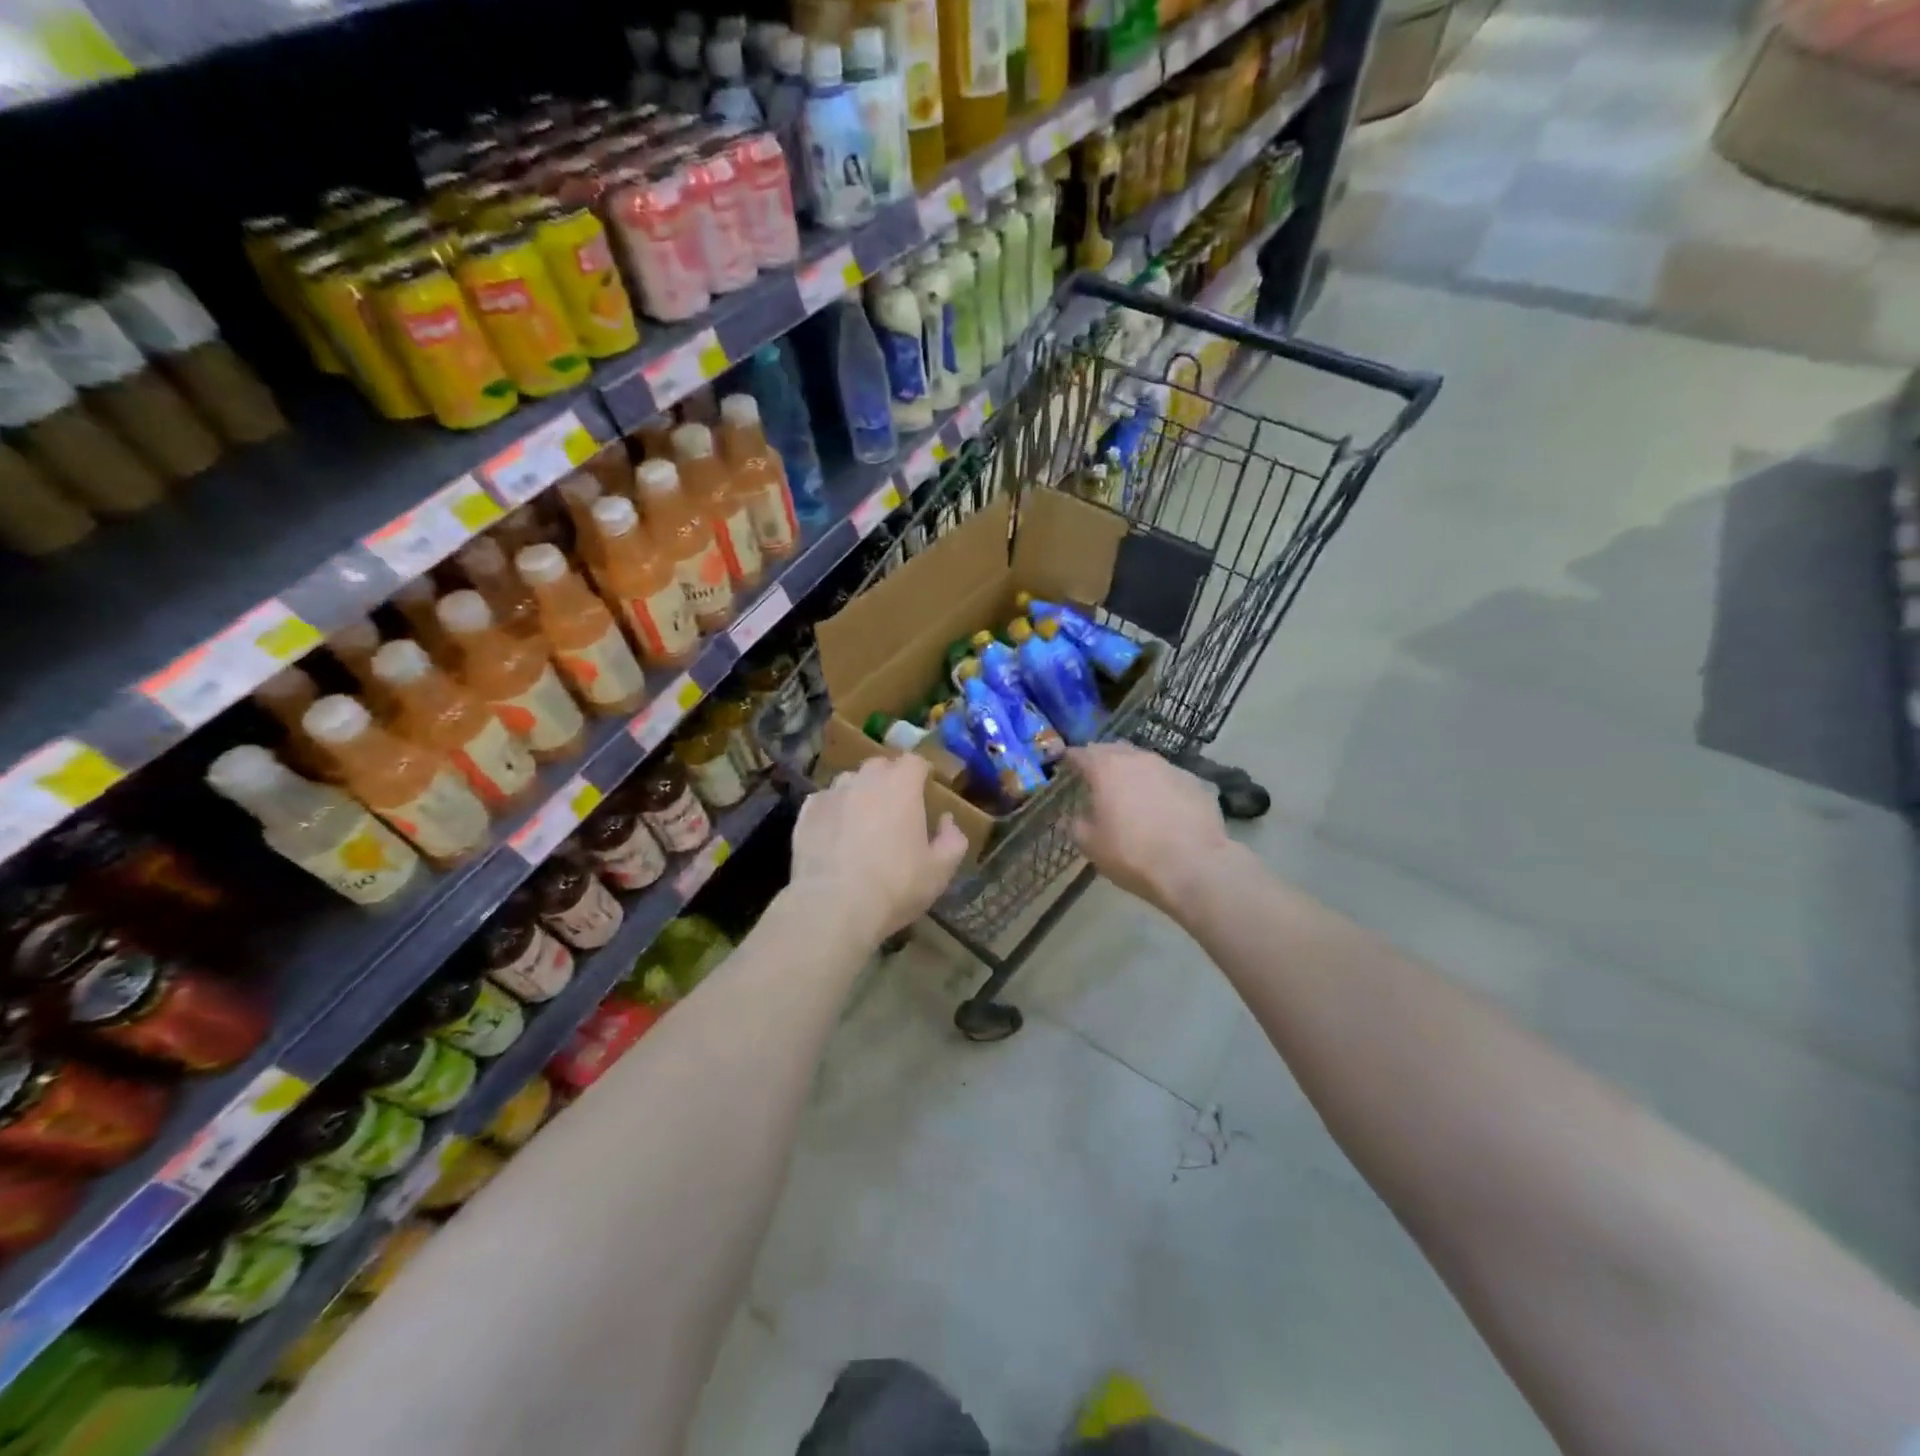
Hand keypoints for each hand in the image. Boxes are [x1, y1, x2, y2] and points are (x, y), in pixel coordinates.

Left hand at [789, 754, 968, 943]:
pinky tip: (834, 835)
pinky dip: (833, 811)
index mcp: (902, 786)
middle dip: (890, 779)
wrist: (833, 907)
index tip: (925, 787)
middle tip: (896, 806)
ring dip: (859, 793)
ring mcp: (831, 794)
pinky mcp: (806, 814)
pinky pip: (824, 802)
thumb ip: (952, 840)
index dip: (921, 772)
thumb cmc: (896, 886)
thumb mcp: (940, 870)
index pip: (915, 761)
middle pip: (880, 766)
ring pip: (849, 782)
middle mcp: (865, 780)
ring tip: (862, 820)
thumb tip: (947, 821)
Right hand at [1069, 744, 1234, 917]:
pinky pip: (1168, 778)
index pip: (1081, 753)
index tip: (1065, 766)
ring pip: (1143, 761)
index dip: (1070, 759)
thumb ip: (1076, 825)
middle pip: (1113, 749)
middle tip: (1095, 778)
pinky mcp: (1194, 782)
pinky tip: (1161, 807)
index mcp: (1106, 768)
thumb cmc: (1132, 854)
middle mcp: (1137, 759)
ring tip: (1130, 793)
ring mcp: (1170, 767)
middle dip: (1101, 760)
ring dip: (1132, 772)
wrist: (1194, 866)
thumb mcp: (1090, 845)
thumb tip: (1073, 816)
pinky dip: (1158, 786)